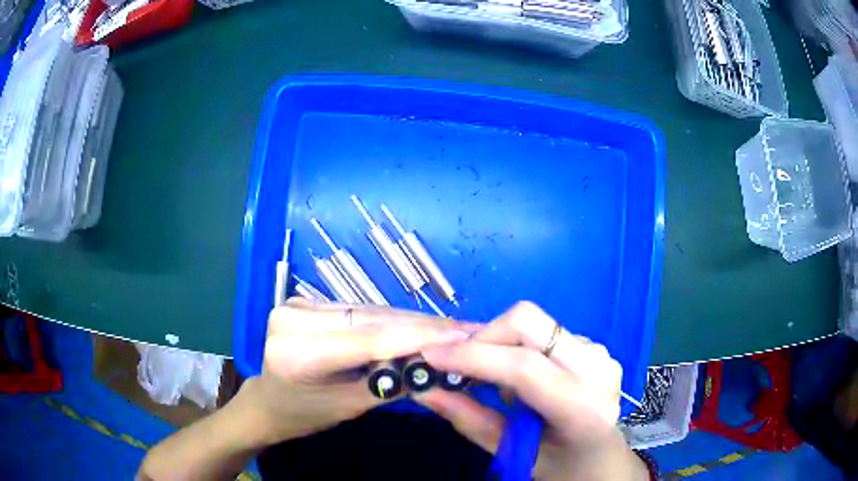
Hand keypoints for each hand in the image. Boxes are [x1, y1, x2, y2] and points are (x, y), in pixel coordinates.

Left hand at [235, 298, 473, 445]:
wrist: (268, 401)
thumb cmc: (305, 414)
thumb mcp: (350, 406)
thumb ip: (391, 383)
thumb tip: (437, 363)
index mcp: (298, 353)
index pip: (369, 339)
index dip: (420, 335)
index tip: (463, 332)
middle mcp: (293, 318)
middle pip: (371, 320)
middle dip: (421, 326)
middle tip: (464, 329)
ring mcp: (297, 304)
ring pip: (368, 311)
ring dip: (409, 321)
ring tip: (449, 327)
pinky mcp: (305, 301)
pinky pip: (358, 310)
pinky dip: (388, 320)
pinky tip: (415, 326)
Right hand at [414, 302, 647, 480]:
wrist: (602, 458)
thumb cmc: (560, 465)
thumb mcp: (513, 453)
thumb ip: (469, 420)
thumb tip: (424, 389)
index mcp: (583, 409)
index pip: (524, 367)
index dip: (472, 356)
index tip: (430, 356)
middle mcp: (597, 370)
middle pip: (528, 321)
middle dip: (484, 336)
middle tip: (461, 364)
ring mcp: (599, 353)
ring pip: (534, 321)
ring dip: (500, 342)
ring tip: (496, 379)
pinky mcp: (594, 345)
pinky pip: (543, 330)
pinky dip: (518, 346)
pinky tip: (522, 377)